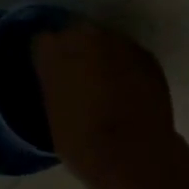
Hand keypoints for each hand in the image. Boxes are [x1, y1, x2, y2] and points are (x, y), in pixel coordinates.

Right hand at [31, 20, 178, 188]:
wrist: (133, 154)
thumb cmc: (81, 142)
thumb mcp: (52, 112)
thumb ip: (53, 84)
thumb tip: (60, 80)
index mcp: (53, 50)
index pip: (41, 41)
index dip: (46, 58)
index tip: (48, 74)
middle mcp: (85, 36)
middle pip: (75, 33)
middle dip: (75, 51)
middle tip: (76, 78)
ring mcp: (120, 43)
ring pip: (105, 41)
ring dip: (102, 56)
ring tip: (104, 84)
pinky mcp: (147, 56)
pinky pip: (128, 55)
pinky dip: (125, 67)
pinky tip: (126, 90)